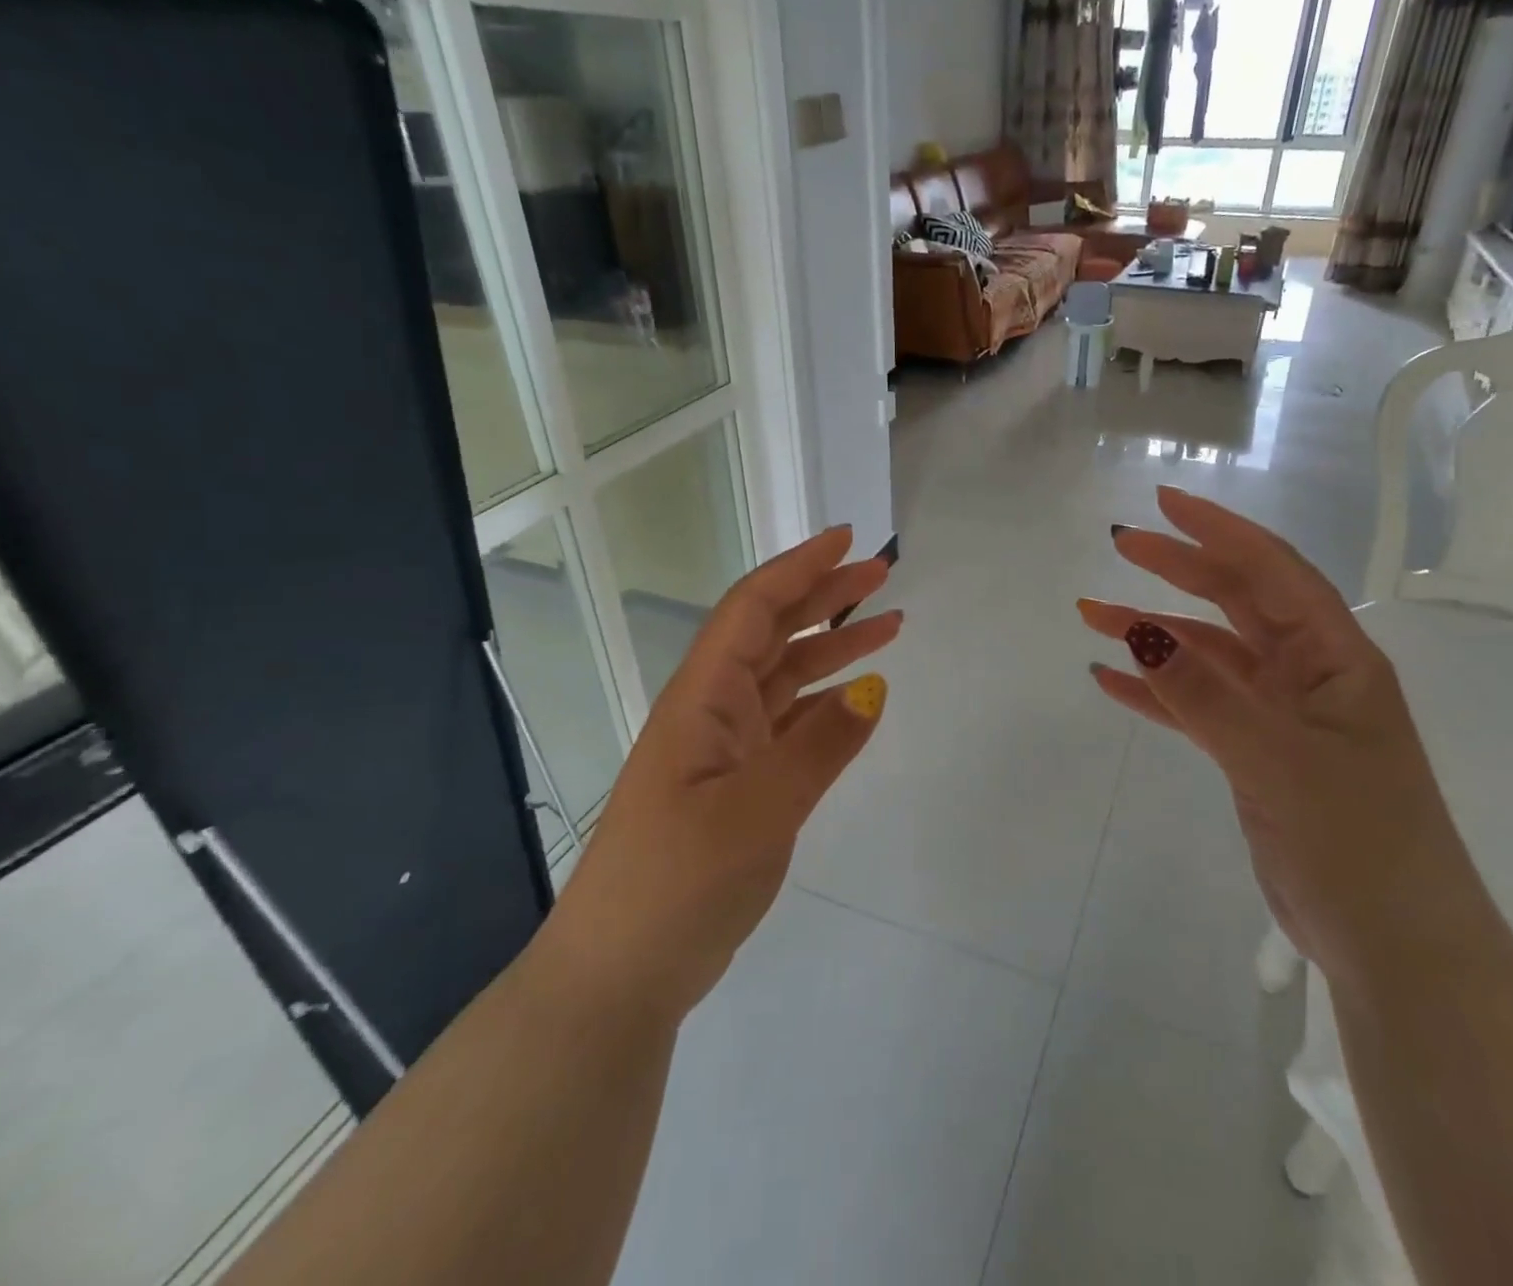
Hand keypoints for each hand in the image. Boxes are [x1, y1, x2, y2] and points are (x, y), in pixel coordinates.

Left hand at [541, 527, 900, 1024]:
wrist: (623, 972)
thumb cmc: (676, 882)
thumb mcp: (756, 812)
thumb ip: (818, 747)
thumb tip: (874, 688)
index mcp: (702, 699)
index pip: (753, 609)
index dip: (800, 568)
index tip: (848, 540)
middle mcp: (712, 710)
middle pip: (772, 632)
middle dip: (824, 596)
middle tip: (882, 575)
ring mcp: (724, 749)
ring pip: (785, 676)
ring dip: (832, 646)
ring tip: (889, 627)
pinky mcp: (738, 783)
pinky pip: (789, 723)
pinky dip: (824, 702)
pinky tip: (857, 698)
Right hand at [1078, 487, 1498, 989]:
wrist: (1395, 948)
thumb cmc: (1356, 843)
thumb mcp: (1276, 759)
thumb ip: (1203, 694)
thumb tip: (1137, 630)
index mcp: (1336, 658)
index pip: (1272, 572)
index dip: (1218, 531)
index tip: (1162, 504)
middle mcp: (1309, 674)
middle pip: (1235, 601)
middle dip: (1178, 569)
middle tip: (1119, 545)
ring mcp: (1280, 715)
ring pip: (1208, 654)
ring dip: (1154, 632)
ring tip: (1092, 615)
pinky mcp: (1256, 754)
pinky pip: (1196, 705)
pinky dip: (1156, 691)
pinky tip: (1111, 681)